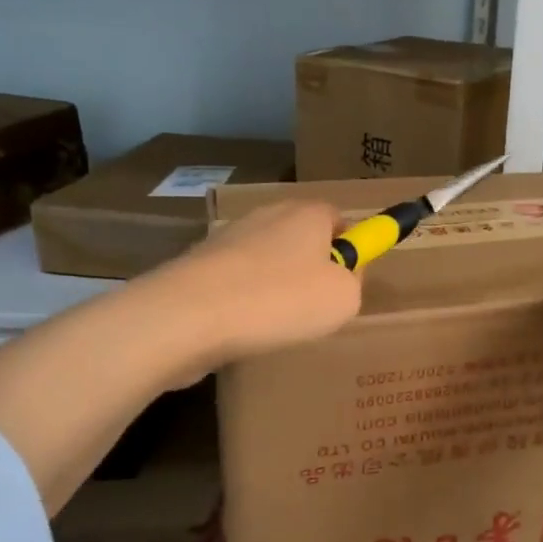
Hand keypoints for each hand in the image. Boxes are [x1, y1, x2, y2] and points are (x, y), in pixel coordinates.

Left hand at [164, 200, 362, 367]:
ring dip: (275, 286)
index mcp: (308, 213)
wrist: (188, 315)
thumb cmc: (279, 299)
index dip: (349, 247)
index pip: (339, 217)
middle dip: (312, 268)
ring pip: (267, 261)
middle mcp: (268, 215)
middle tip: (316, 306)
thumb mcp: (344, 299)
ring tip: (276, 324)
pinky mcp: (198, 264)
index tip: (349, 279)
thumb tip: (342, 275)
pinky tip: (242, 327)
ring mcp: (228, 237)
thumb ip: (354, 282)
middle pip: (302, 238)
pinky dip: (243, 300)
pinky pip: (236, 281)